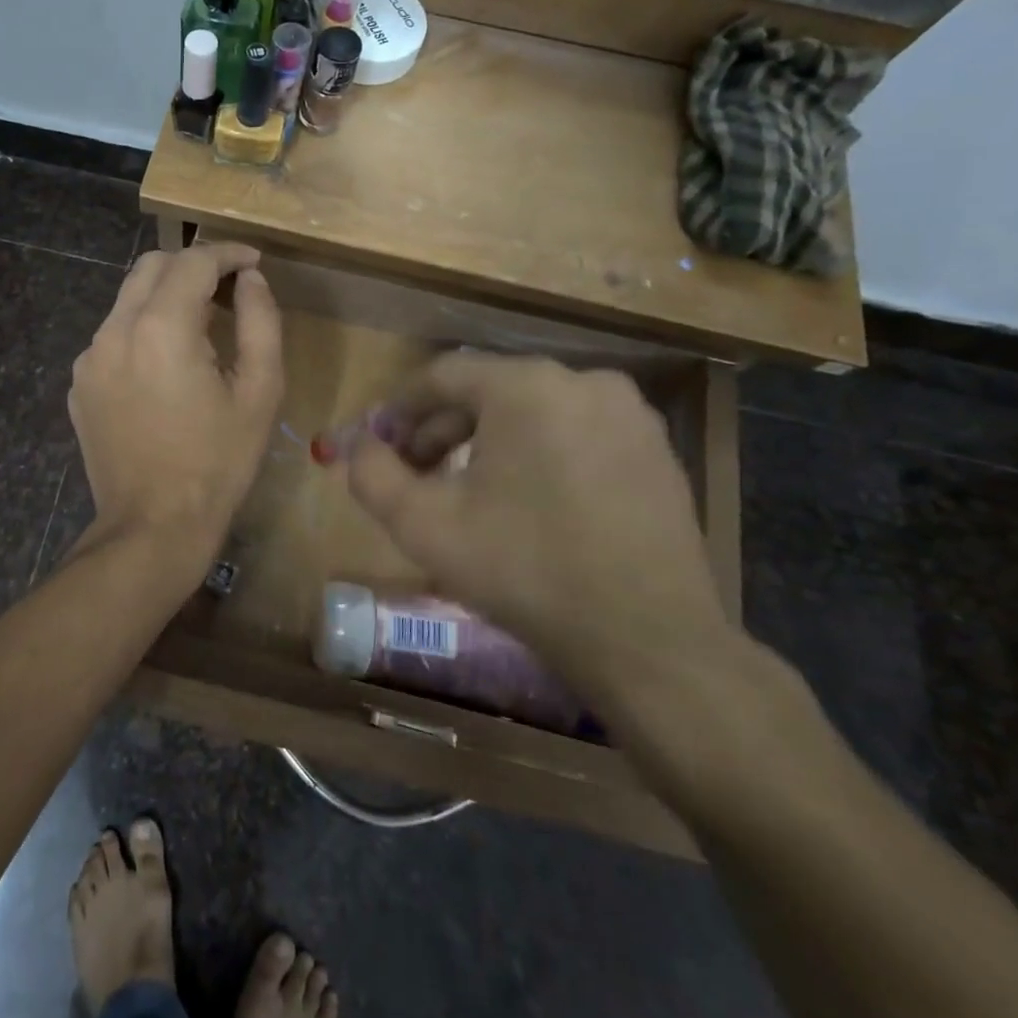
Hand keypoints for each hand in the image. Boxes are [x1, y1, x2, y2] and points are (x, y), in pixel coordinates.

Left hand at [69, 243, 282, 575]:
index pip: (193, 261)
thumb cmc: (218, 462)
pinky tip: (165, 367)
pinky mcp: (80, 384)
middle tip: (227, 288)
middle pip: (152, 266)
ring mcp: (89, 358)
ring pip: (128, 299)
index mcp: (162, 328)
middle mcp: (115, 330)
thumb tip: (250, 280)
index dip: (228, 253)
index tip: (253, 262)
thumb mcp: (260, 392)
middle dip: (192, 265)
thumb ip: (260, 322)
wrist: (153, 527)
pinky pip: (113, 336)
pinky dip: (142, 331)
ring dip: (165, 298)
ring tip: (200, 329)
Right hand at [347, 352, 733, 717]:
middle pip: (489, 390)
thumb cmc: (525, 571)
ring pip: (534, 411)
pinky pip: (577, 432)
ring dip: (490, 440)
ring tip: (470, 489)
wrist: (649, 642)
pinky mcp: (658, 450)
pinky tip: (530, 501)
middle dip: (443, 427)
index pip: (442, 375)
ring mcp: (630, 414)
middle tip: (418, 470)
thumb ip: (372, 474)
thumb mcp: (424, 525)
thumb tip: (359, 446)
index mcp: (526, 386)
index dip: (401, 407)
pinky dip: (540, 452)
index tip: (380, 442)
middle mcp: (583, 381)